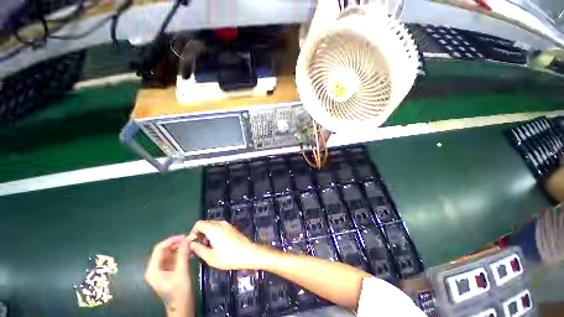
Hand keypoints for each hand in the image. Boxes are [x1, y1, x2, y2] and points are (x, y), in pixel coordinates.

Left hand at [145, 236, 193, 316]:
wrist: (181, 307)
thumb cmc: (179, 292)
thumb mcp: (182, 273)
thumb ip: (183, 255)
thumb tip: (187, 239)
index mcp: (153, 270)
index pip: (159, 249)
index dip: (171, 240)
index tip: (184, 236)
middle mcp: (155, 268)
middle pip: (164, 250)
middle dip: (176, 243)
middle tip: (190, 239)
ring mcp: (161, 270)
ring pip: (169, 253)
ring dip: (179, 247)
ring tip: (191, 244)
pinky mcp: (168, 271)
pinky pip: (173, 258)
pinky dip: (180, 253)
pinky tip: (189, 251)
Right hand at [188, 220, 267, 269]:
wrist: (248, 253)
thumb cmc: (228, 257)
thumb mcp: (210, 257)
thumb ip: (198, 249)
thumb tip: (191, 244)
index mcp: (213, 228)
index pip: (199, 224)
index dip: (193, 232)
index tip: (192, 243)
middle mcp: (220, 223)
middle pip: (206, 223)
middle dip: (199, 233)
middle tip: (198, 246)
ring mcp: (227, 225)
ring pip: (213, 225)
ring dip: (207, 233)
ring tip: (206, 247)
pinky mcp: (232, 228)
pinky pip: (219, 227)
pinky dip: (214, 233)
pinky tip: (216, 244)